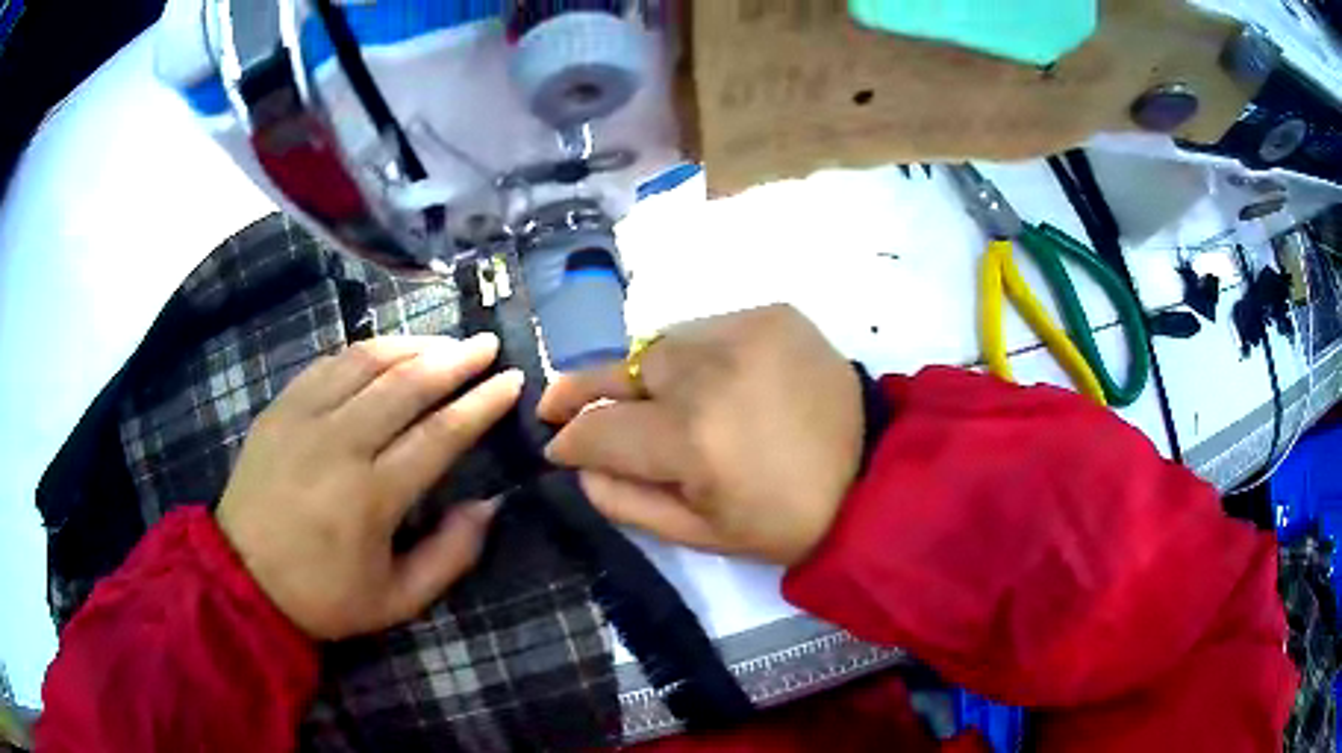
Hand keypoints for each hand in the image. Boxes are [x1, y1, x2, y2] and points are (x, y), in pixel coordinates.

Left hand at [216, 335, 522, 639]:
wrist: (242, 578)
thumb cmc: (323, 596)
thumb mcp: (398, 600)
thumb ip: (450, 556)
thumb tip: (489, 505)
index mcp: (371, 496)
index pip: (440, 434)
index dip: (481, 403)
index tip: (512, 379)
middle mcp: (339, 444)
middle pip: (407, 384)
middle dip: (455, 359)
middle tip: (486, 344)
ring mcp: (303, 418)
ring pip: (366, 362)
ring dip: (411, 345)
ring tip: (442, 343)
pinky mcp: (279, 408)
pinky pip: (328, 364)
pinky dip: (364, 351)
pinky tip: (385, 352)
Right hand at [538, 305, 863, 566]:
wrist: (876, 475)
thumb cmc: (787, 520)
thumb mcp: (701, 536)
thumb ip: (626, 501)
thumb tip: (579, 465)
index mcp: (691, 441)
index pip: (598, 429)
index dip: (568, 439)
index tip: (554, 444)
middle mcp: (709, 373)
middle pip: (621, 372)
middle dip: (587, 392)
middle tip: (560, 402)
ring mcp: (744, 332)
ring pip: (661, 346)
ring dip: (647, 374)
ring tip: (654, 400)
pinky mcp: (773, 313)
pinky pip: (706, 328)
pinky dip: (695, 354)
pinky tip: (711, 380)